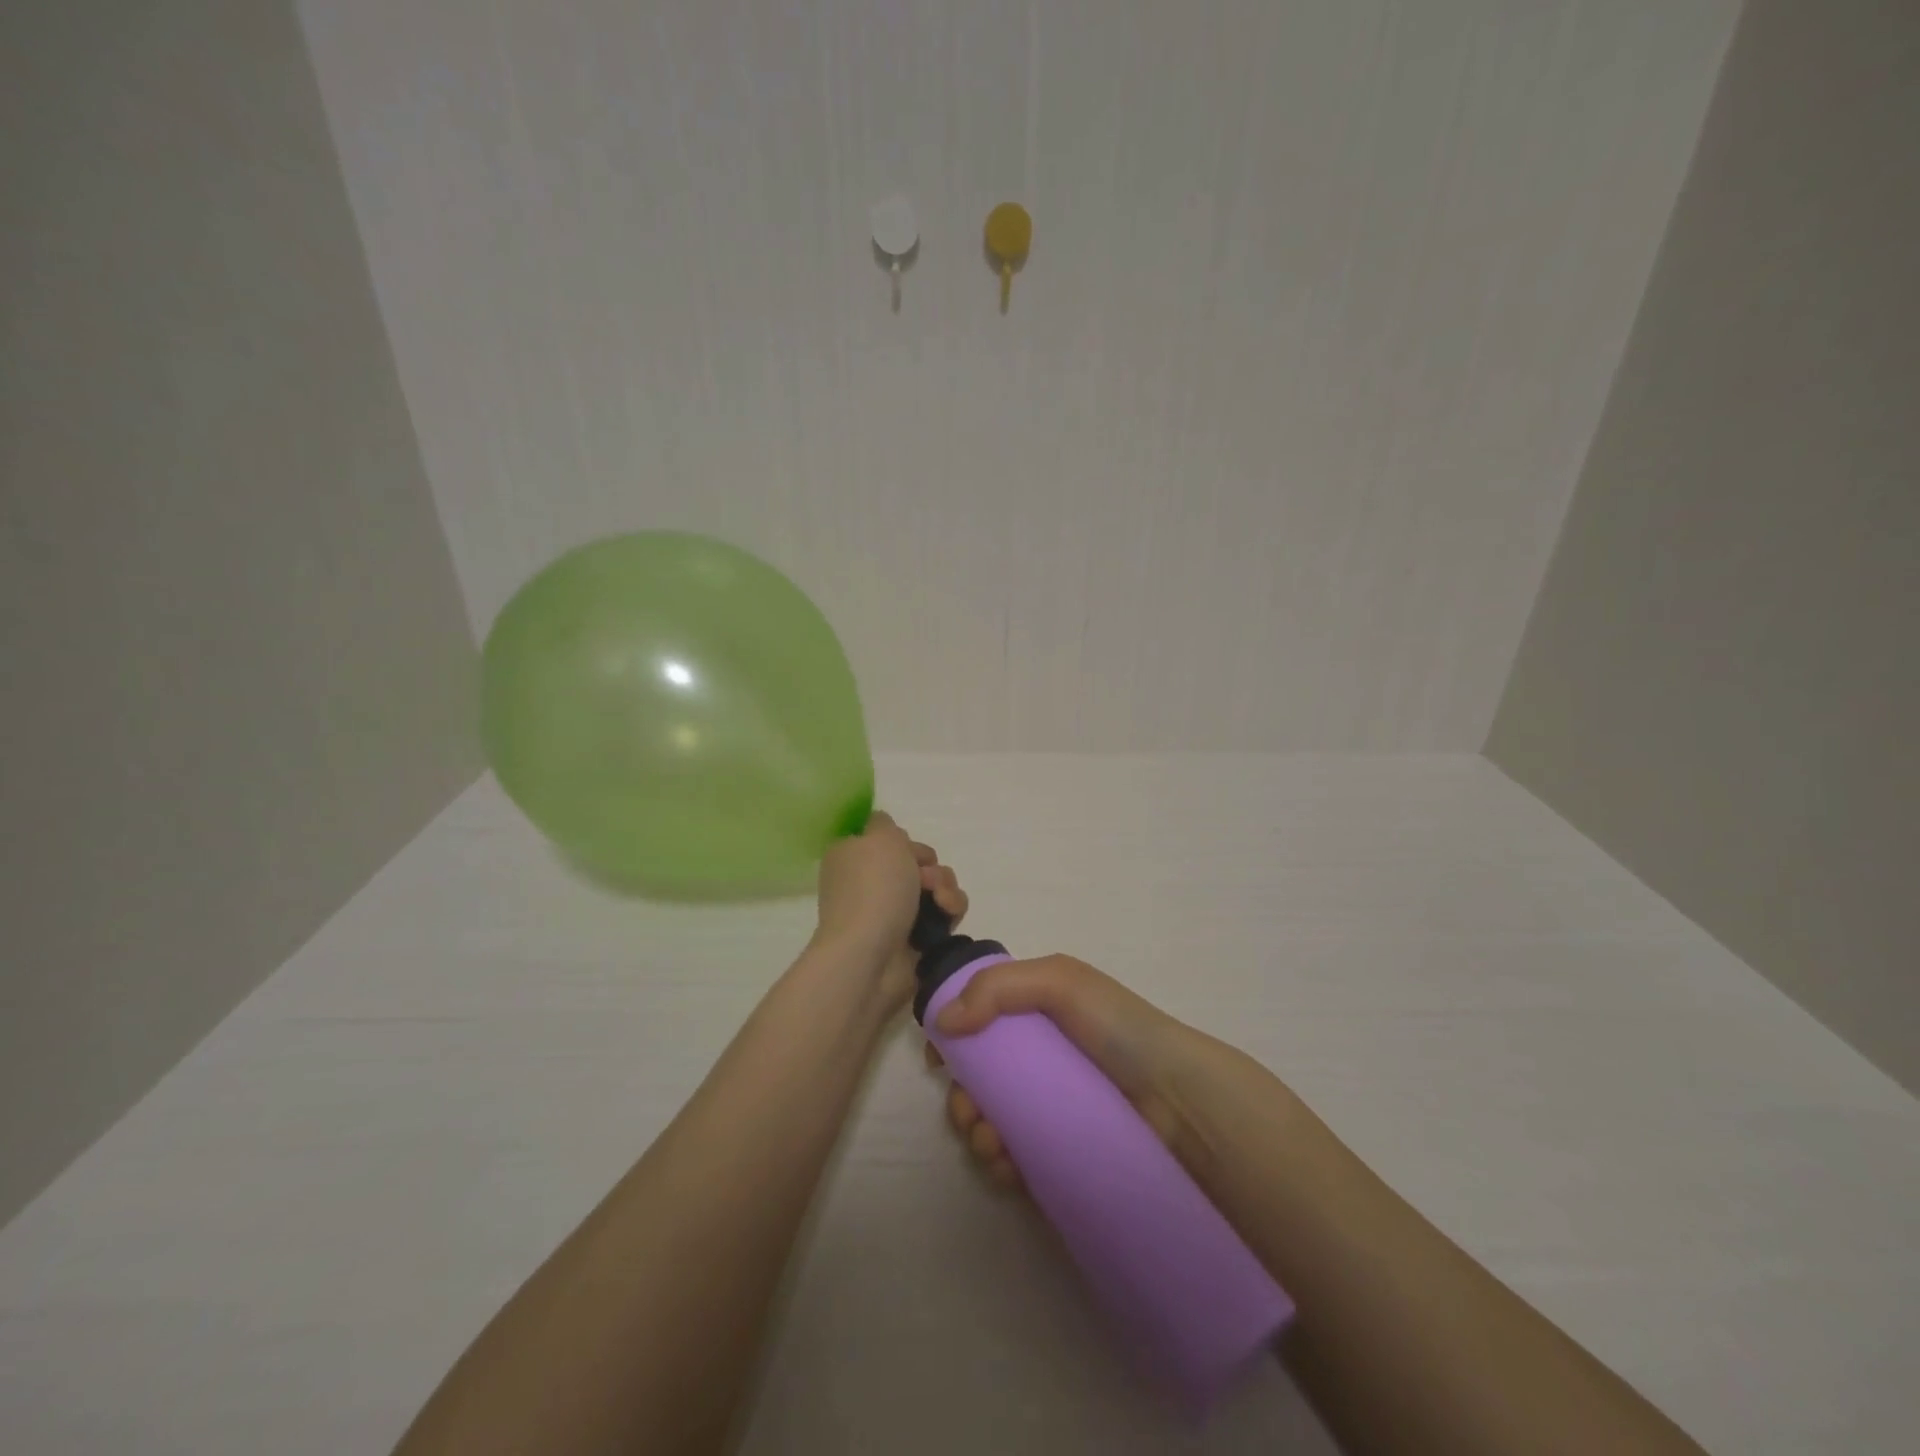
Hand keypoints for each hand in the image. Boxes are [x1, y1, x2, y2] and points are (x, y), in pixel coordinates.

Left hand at [813, 811, 966, 1004]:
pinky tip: (947, 914)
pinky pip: (945, 912)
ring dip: (945, 885)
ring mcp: (894, 911)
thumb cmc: (873, 889)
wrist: (871, 955)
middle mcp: (871, 883)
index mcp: (853, 858)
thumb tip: (885, 829)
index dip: (902, 841)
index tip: (906, 848)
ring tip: (940, 900)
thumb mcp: (879, 836)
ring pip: (936, 885)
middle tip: (925, 878)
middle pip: (916, 861)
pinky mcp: (917, 936)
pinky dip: (950, 909)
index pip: (886, 840)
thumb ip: (885, 824)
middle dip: (929, 864)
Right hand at [924, 955, 1220, 1190]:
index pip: (980, 1027)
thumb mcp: (1062, 982)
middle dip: (961, 1098)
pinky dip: (998, 1166)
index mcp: (1037, 1018)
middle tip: (970, 1112)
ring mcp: (1049, 1113)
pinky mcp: (1059, 1157)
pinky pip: (1014, 1163)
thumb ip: (998, 987)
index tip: (940, 1062)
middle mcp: (1040, 1065)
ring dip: (975, 1135)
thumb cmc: (1120, 1031)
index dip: (954, 1043)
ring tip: (993, 1144)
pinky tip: (1006, 1167)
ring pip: (990, 1125)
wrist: (1180, 1105)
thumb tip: (944, 1022)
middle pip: (978, 1081)